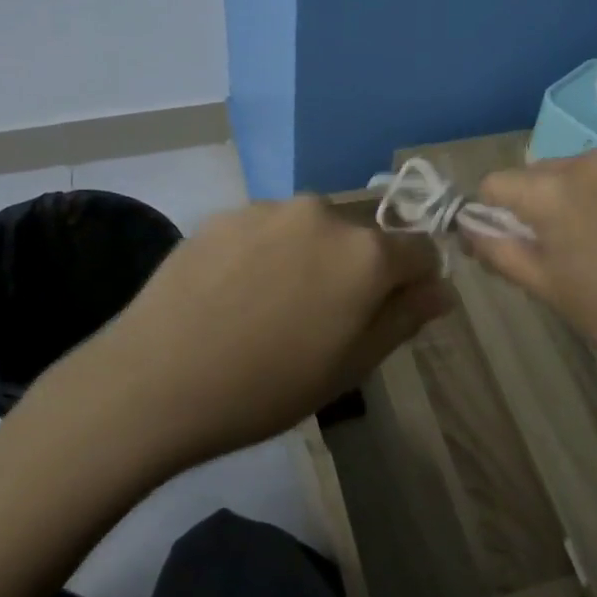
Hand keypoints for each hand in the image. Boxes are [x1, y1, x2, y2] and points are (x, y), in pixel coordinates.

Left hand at [98, 196, 451, 464]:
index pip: (420, 249)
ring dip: (308, 257)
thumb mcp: (350, 366)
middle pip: (361, 237)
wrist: (155, 380)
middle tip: (320, 319)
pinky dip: (264, 253)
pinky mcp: (224, 213)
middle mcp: (322, 213)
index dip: (414, 281)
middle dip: (356, 269)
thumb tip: (441, 289)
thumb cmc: (266, 387)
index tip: (389, 312)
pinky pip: (265, 229)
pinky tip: (231, 293)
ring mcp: (268, 208)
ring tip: (268, 307)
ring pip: (310, 230)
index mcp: (365, 252)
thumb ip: (404, 318)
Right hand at [469, 149, 596, 384]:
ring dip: (576, 199)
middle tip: (558, 251)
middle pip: (540, 174)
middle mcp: (591, 161)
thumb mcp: (545, 287)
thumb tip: (467, 227)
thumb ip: (497, 250)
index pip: (496, 183)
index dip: (491, 213)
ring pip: (582, 174)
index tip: (508, 243)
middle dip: (536, 205)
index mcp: (554, 189)